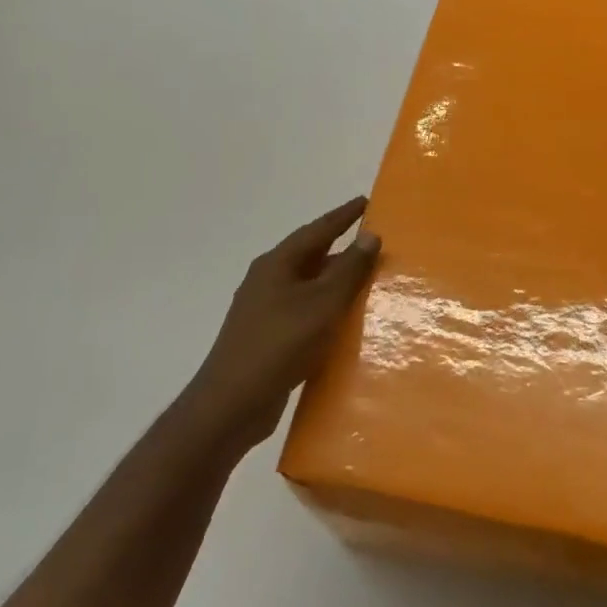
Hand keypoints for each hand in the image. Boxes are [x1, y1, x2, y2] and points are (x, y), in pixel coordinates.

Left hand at [181, 197, 380, 453]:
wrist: (231, 404)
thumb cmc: (278, 344)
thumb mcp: (321, 304)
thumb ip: (348, 270)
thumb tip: (370, 235)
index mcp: (277, 264)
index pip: (317, 230)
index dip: (343, 216)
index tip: (366, 201)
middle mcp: (268, 281)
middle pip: (311, 256)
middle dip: (342, 249)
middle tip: (374, 243)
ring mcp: (265, 310)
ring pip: (309, 286)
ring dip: (336, 282)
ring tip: (368, 280)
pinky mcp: (269, 338)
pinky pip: (305, 313)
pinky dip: (327, 310)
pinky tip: (345, 322)